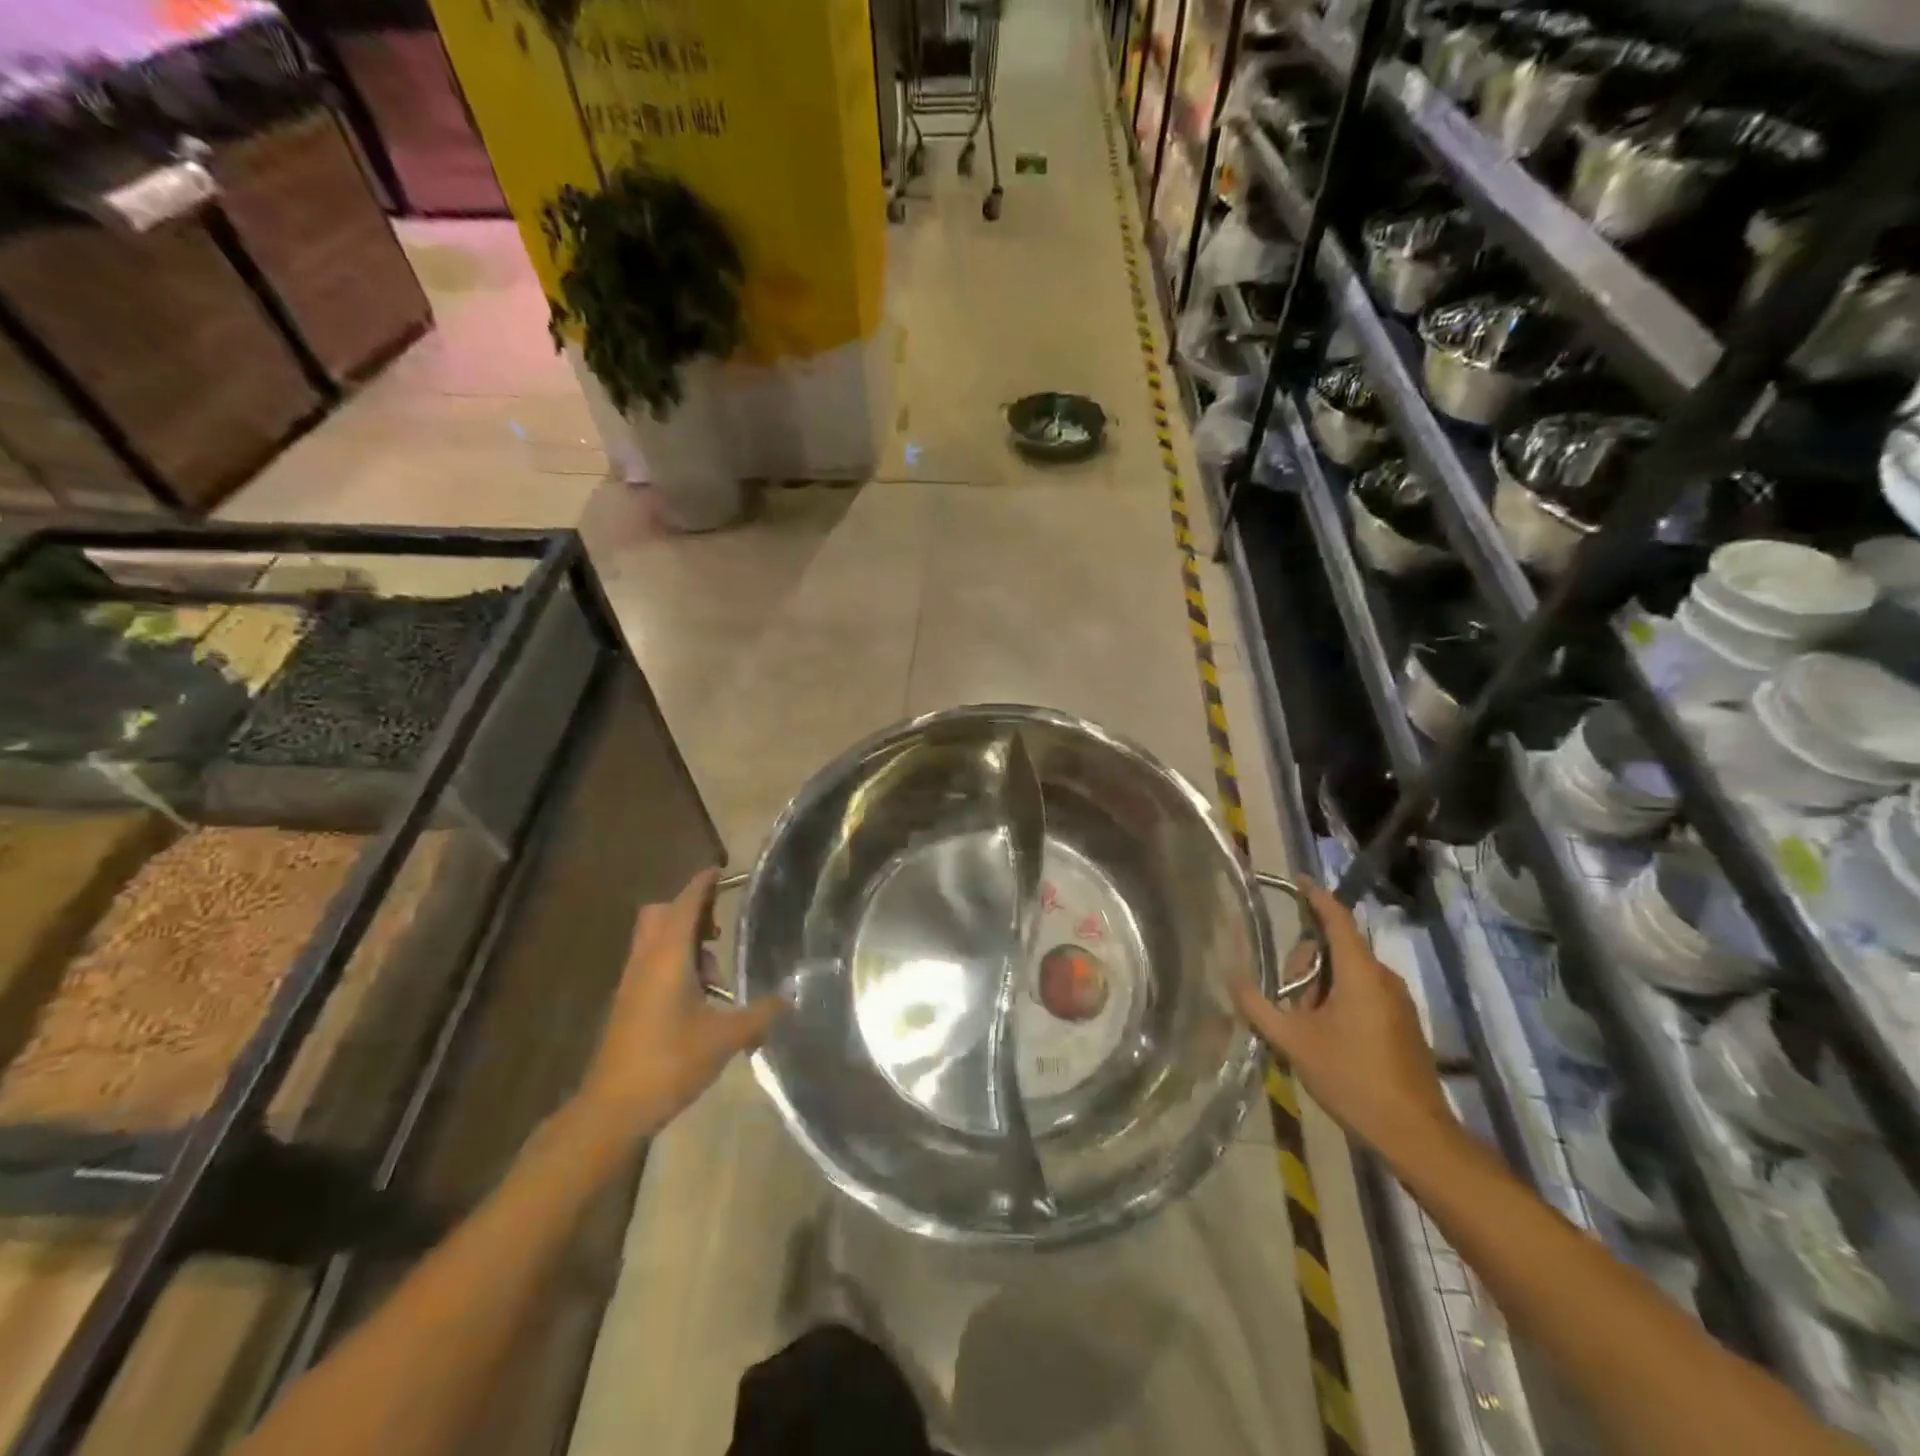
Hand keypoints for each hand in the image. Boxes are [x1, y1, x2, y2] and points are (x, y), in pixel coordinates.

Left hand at [575, 868, 782, 1134]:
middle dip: (691, 910)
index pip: (685, 904)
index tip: (722, 871)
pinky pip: (651, 963)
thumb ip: (761, 1015)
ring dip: (684, 941)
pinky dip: (674, 963)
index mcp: (668, 957)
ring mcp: (632, 983)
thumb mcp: (725, 1038)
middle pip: (661, 914)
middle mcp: (646, 961)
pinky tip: (699, 998)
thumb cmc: (669, 1062)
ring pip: (654, 940)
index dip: (703, 884)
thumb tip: (792, 998)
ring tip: (715, 975)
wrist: (613, 1109)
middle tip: (718, 928)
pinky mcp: (628, 1003)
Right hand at [1232, 879, 1453, 1160]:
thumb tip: (1232, 979)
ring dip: (1320, 988)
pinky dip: (1339, 1002)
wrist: (1413, 1133)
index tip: (1297, 880)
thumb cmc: (1351, 1078)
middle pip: (1335, 949)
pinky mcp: (1403, 1023)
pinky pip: (1364, 994)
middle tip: (1288, 1002)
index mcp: (1359, 973)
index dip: (1315, 896)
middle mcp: (1383, 978)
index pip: (1336, 919)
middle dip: (1305, 965)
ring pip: (1348, 974)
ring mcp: (1398, 1002)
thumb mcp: (1293, 1042)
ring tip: (1305, 1027)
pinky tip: (1326, 1038)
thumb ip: (1259, 1007)